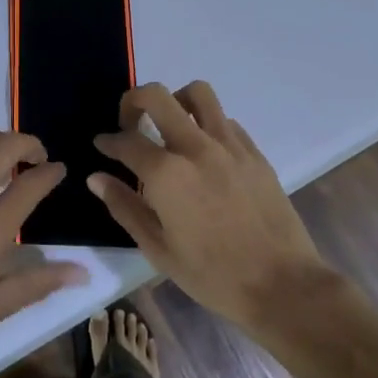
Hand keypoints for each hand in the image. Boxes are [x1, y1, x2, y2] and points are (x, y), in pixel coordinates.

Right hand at [91, 82, 328, 326]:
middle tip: (130, 122)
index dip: (108, 141)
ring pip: (197, 92)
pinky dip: (207, 124)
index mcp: (166, 174)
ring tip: (170, 126)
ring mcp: (228, 145)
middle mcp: (195, 147)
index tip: (102, 145)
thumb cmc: (213, 275)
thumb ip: (125, 207)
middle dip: (133, 101)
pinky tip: (205, 152)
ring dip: (176, 101)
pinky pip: (224, 119)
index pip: (126, 140)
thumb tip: (96, 177)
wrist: (281, 284)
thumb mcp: (159, 250)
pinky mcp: (253, 151)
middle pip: (157, 95)